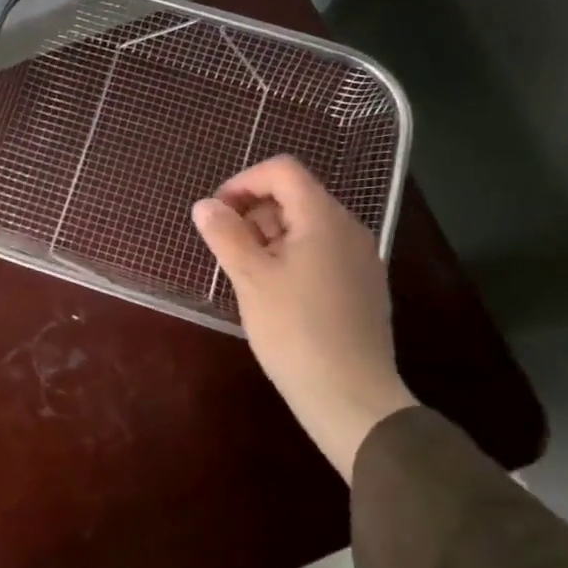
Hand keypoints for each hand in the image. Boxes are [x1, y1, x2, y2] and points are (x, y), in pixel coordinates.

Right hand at [191, 155, 414, 480]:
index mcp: (323, 218)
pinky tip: (275, 293)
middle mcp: (348, 229)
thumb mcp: (250, 278)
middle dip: (253, 211)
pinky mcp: (362, 286)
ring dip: (269, 236)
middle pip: (295, 195)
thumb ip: (225, 234)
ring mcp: (360, 258)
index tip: (216, 213)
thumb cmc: (295, 330)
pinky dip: (291, 256)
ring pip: (307, 226)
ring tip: (246, 273)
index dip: (243, 182)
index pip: (282, 170)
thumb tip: (204, 205)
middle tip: (226, 247)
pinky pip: (321, 252)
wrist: (352, 397)